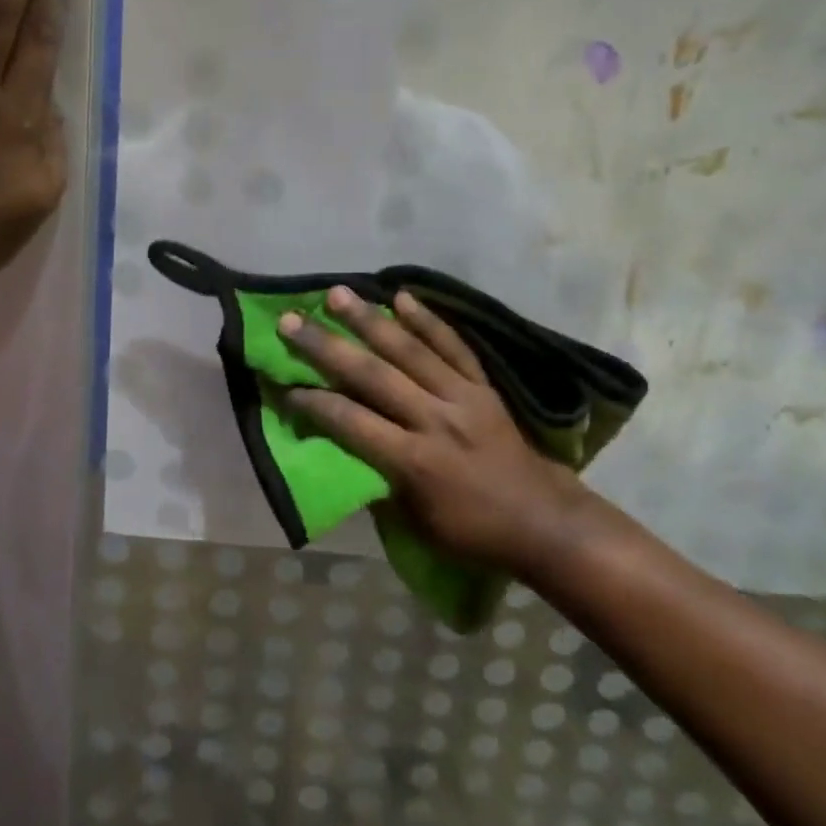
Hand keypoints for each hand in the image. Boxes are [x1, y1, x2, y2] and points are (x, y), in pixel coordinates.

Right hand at [277, 287, 608, 576]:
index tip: (284, 384)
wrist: (541, 520)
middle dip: (327, 347)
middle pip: (373, 376)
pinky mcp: (483, 385)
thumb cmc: (471, 531)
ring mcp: (462, 396)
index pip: (352, 423)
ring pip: (409, 350)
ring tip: (337, 294)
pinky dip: (428, 320)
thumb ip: (378, 483)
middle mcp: (434, 420)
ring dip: (369, 320)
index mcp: (414, 461)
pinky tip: (403, 296)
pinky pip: (453, 345)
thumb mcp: (415, 523)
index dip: (315, 403)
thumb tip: (340, 449)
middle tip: (292, 321)